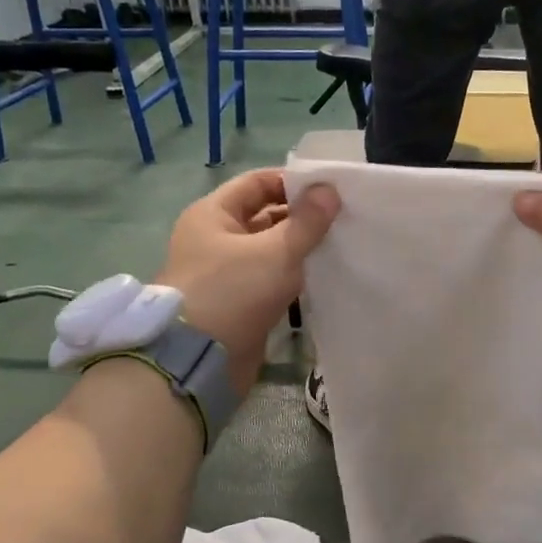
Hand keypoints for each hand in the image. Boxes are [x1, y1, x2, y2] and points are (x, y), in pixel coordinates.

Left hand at [156, 169, 338, 392]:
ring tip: (338, 246)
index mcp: (213, 214)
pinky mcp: (238, 302)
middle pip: (263, 216)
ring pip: (269, 250)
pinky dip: (291, 276)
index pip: (257, 183)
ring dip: (298, 249)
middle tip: (341, 220)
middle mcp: (214, 238)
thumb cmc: (234, 292)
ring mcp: (225, 272)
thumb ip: (307, 221)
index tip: (329, 191)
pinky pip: (269, 279)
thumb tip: (330, 190)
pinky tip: (321, 277)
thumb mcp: (276, 251)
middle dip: (300, 217)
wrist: (200, 359)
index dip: (292, 183)